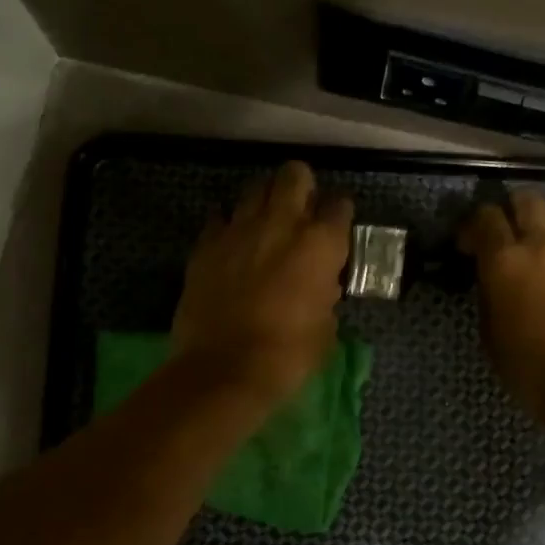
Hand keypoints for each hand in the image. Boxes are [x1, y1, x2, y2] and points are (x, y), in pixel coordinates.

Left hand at [172, 161, 352, 405]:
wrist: (224, 370)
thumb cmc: (288, 356)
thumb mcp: (325, 328)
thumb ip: (326, 294)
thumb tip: (320, 284)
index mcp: (320, 244)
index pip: (340, 206)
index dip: (339, 216)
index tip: (336, 229)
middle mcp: (281, 223)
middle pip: (294, 175)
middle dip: (301, 186)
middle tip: (301, 211)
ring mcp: (238, 229)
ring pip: (254, 189)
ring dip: (264, 201)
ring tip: (265, 225)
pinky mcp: (205, 244)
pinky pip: (220, 219)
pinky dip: (229, 227)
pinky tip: (232, 246)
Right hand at [460, 191, 544, 434]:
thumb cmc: (532, 371)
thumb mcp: (492, 335)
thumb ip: (490, 295)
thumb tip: (493, 278)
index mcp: (504, 262)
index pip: (485, 217)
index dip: (474, 226)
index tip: (472, 245)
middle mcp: (543, 244)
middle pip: (526, 200)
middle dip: (513, 212)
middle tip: (512, 234)